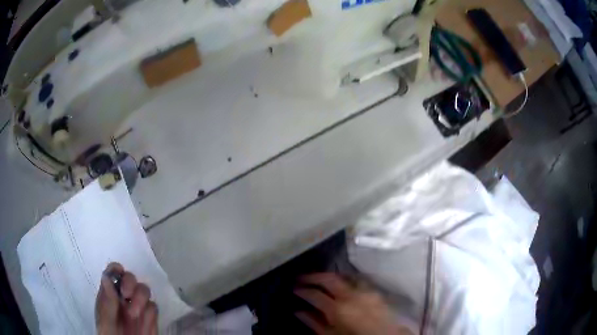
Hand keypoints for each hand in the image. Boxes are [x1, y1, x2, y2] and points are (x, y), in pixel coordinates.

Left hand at [95, 262, 157, 334]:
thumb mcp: (106, 321)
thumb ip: (107, 302)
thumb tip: (106, 277)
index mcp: (109, 295)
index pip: (112, 274)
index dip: (116, 269)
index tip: (119, 271)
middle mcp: (123, 298)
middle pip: (130, 278)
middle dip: (130, 282)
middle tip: (126, 295)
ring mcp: (137, 308)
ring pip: (143, 290)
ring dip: (140, 297)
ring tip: (134, 314)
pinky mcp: (150, 318)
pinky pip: (153, 307)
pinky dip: (149, 312)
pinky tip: (144, 321)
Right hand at [294, 273, 410, 334]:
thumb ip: (314, 322)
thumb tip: (298, 311)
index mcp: (338, 309)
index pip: (314, 294)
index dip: (302, 290)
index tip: (294, 288)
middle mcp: (351, 295)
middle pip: (329, 278)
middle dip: (313, 276)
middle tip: (301, 277)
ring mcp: (365, 291)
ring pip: (343, 276)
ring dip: (329, 276)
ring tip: (318, 278)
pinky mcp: (374, 291)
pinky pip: (356, 279)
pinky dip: (344, 279)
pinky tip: (340, 284)